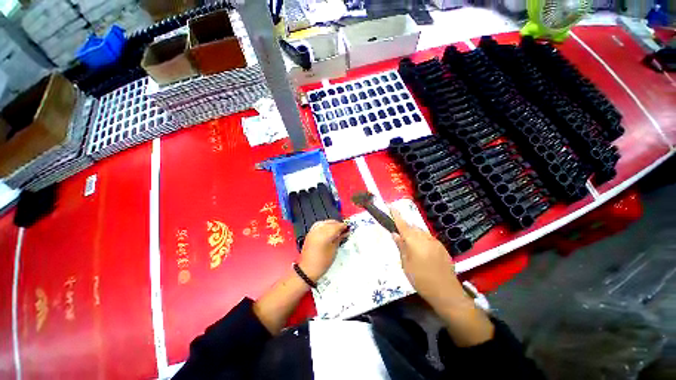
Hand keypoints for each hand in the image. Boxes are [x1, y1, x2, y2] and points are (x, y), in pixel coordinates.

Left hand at [299, 220, 348, 281]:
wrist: (308, 269)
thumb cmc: (322, 262)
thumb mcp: (334, 250)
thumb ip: (339, 239)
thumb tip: (344, 232)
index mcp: (324, 235)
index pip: (336, 226)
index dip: (343, 226)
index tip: (348, 228)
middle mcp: (317, 231)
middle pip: (330, 223)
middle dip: (338, 224)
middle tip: (344, 229)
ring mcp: (312, 231)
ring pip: (324, 222)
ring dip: (331, 224)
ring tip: (337, 229)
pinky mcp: (310, 233)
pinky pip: (318, 225)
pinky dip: (325, 225)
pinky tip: (328, 229)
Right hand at [390, 208, 464, 308]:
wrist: (447, 293)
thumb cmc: (421, 280)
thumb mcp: (406, 265)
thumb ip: (401, 247)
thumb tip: (395, 234)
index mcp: (414, 241)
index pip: (403, 224)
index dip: (396, 214)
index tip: (390, 205)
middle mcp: (425, 238)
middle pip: (412, 227)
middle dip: (404, 227)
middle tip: (398, 234)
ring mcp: (435, 242)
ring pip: (421, 232)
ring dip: (413, 233)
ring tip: (409, 244)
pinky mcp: (442, 247)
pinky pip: (428, 238)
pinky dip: (421, 239)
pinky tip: (421, 250)